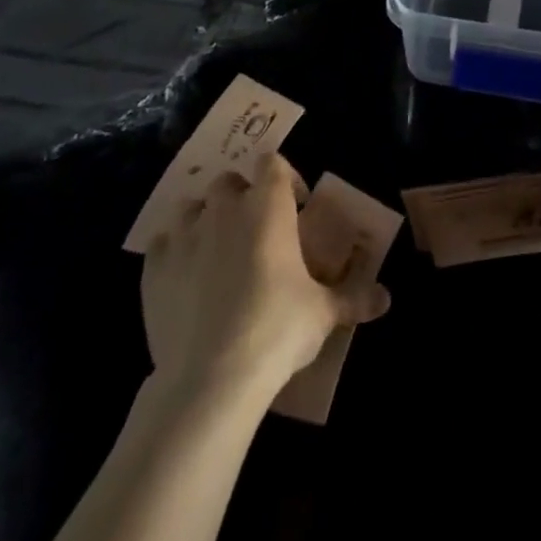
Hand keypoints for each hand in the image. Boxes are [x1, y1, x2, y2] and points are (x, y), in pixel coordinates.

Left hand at [142, 153, 390, 400]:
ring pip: (193, 207)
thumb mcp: (323, 314)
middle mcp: (224, 207)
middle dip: (243, 198)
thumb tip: (386, 299)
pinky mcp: (154, 268)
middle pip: (231, 182)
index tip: (295, 206)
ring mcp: (185, 235)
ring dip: (205, 219)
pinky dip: (174, 252)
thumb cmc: (277, 329)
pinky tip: (185, 278)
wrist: (211, 378)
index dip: (284, 178)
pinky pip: (163, 243)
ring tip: (217, 251)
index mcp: (268, 205)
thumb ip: (353, 298)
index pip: (273, 162)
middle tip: (257, 233)